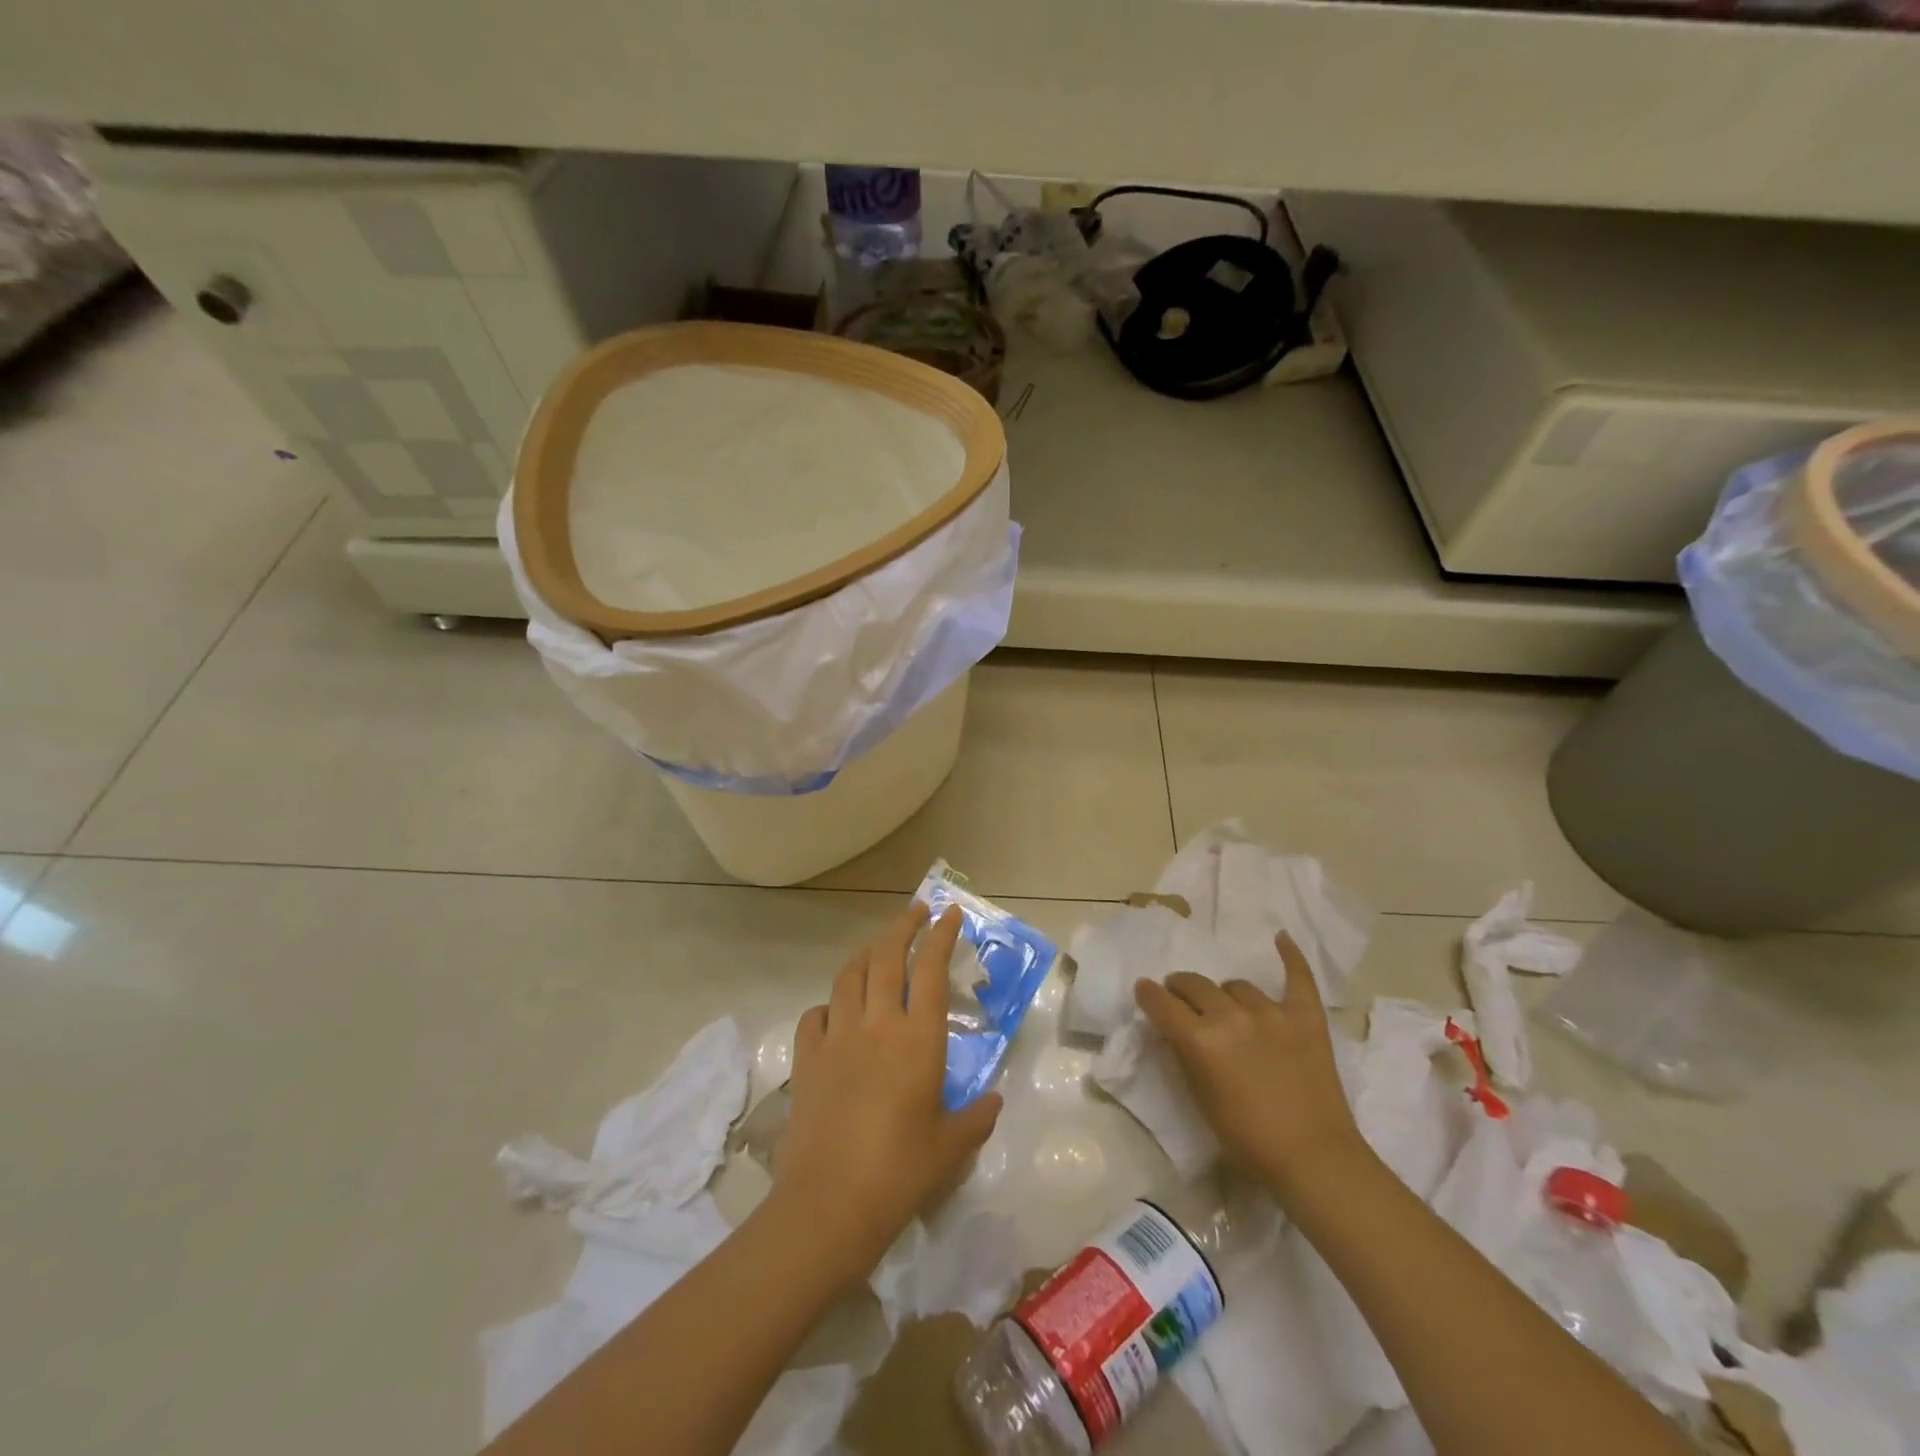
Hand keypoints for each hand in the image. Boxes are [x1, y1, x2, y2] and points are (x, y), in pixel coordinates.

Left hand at [767, 903, 1002, 1288]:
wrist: (829, 1203)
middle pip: (887, 957)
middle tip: (916, 911)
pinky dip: (830, 1003)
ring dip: (867, 954)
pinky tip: (836, 1011)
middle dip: (903, 926)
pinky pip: (816, 1014)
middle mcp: (877, 1024)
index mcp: (918, 1039)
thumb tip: (993, 1101)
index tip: (950, 912)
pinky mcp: (806, 1059)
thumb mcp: (950, 1147)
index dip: (941, 936)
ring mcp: (837, 1037)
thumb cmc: (900, 1173)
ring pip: (849, 976)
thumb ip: (976, 1118)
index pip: (931, 970)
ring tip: (879, 949)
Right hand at [1135, 932, 1364, 1198]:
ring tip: (1228, 1007)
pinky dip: (1290, 956)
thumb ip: (1185, 1056)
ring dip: (1225, 994)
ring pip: (1236, 985)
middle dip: (1181, 988)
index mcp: (1200, 1039)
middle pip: (1195, 985)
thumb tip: (1175, 1030)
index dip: (1148, 994)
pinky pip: (1297, 978)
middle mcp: (1230, 1016)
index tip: (1144, 990)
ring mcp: (1271, 1012)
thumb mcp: (1200, 1099)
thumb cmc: (1248, 1141)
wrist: (1314, 1160)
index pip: (1161, 1002)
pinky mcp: (1305, 1017)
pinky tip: (1281, 937)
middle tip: (1181, 998)